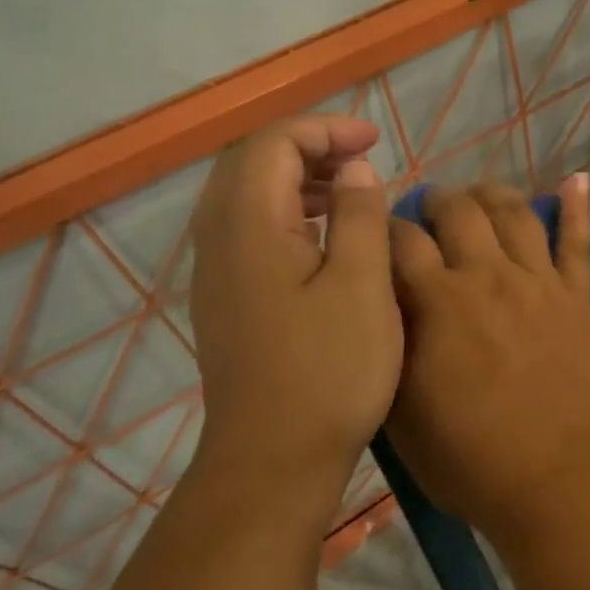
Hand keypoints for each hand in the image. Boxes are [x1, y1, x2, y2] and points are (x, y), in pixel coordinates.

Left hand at [187, 117, 398, 525]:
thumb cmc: (329, 370)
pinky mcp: (224, 302)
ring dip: (297, 182)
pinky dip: (286, 216)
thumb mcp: (362, 284)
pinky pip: (248, 232)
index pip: (275, 144)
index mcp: (248, 225)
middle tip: (361, 162)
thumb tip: (355, 170)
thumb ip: (359, 215)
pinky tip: (324, 243)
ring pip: (247, 199)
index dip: (326, 130)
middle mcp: (218, 240)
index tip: (375, 143)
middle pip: (252, 164)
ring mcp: (215, 274)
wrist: (274, 459)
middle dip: (308, 149)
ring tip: (348, 195)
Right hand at [385, 177, 589, 540]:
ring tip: (478, 195)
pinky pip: (579, 242)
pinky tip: (575, 180)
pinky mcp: (577, 298)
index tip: (379, 234)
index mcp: (437, 301)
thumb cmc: (468, 459)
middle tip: (428, 211)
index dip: (384, 228)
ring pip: (515, 213)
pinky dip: (578, 207)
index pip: (401, 238)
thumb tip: (382, 300)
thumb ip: (390, 344)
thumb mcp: (400, 410)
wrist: (553, 483)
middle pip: (458, 210)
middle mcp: (488, 276)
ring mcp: (538, 283)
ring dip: (491, 195)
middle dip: (435, 201)